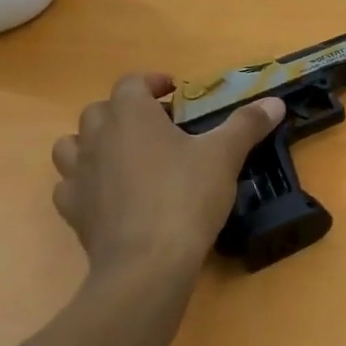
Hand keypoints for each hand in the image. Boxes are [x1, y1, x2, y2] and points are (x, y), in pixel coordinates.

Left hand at [51, 72, 285, 292]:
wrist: (147, 263)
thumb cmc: (186, 196)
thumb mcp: (226, 155)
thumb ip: (247, 124)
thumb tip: (275, 102)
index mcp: (131, 115)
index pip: (131, 83)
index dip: (152, 83)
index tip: (174, 92)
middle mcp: (96, 137)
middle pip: (100, 110)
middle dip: (126, 112)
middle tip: (158, 127)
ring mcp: (78, 175)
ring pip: (73, 145)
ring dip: (95, 143)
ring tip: (125, 156)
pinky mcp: (72, 210)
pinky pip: (70, 185)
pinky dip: (86, 183)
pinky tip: (111, 194)